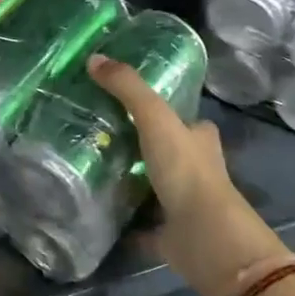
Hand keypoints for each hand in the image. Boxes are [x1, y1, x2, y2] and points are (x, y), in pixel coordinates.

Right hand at [86, 55, 291, 295]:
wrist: (204, 236)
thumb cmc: (186, 171)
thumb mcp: (156, 118)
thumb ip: (128, 89)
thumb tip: (94, 59)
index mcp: (200, 140)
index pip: (184, 119)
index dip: (163, 111)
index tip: (127, 105)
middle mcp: (196, 170)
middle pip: (167, 152)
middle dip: (141, 147)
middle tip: (99, 136)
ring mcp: (183, 204)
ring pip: (153, 187)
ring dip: (130, 181)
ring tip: (90, 168)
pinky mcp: (169, 234)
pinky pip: (141, 224)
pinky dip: (123, 221)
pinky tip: (96, 210)